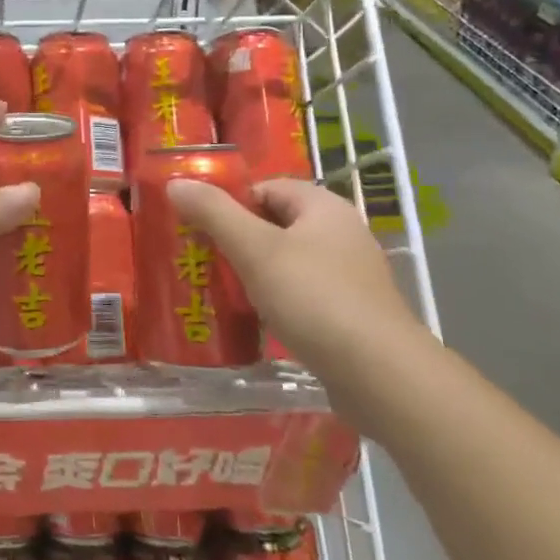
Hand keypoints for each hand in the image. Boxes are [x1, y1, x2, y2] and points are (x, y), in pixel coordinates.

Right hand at [167, 177, 424, 369]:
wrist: (382, 377)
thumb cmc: (314, 299)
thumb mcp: (255, 250)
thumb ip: (214, 213)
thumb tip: (177, 182)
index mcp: (323, 206)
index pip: (266, 188)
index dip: (231, 203)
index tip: (200, 228)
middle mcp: (342, 233)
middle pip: (276, 224)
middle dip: (239, 240)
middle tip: (203, 260)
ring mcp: (352, 276)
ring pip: (289, 262)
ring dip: (257, 274)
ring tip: (221, 292)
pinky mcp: (353, 314)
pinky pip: (305, 295)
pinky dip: (279, 302)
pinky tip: (257, 321)